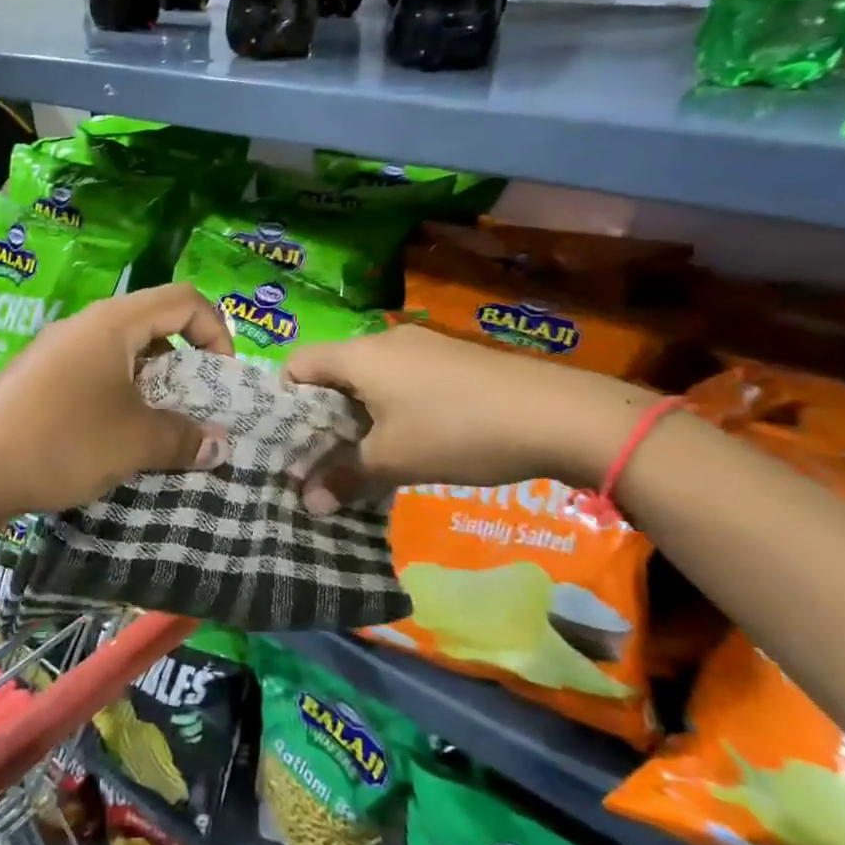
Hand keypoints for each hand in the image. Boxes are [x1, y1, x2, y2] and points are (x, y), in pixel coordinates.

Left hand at [0, 284, 233, 522]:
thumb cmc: (61, 440)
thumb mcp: (134, 441)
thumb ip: (183, 438)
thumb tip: (219, 446)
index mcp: (113, 322)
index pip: (184, 299)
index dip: (216, 331)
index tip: (222, 380)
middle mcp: (85, 327)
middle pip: (154, 326)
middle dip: (186, 367)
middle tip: (194, 412)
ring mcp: (57, 353)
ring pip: (123, 358)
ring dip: (152, 390)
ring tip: (159, 434)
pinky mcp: (38, 381)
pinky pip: (95, 379)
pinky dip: (119, 402)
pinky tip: (115, 443)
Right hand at [281, 326, 651, 509]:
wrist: (559, 414)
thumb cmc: (457, 431)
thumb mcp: (394, 461)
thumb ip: (344, 478)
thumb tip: (309, 504)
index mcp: (359, 355)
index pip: (297, 364)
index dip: (285, 401)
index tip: (292, 441)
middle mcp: (384, 340)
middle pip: (333, 372)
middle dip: (323, 415)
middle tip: (326, 457)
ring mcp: (422, 346)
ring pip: (370, 378)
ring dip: (360, 415)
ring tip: (369, 455)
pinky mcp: (452, 360)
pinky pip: (402, 380)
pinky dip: (393, 408)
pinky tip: (414, 440)